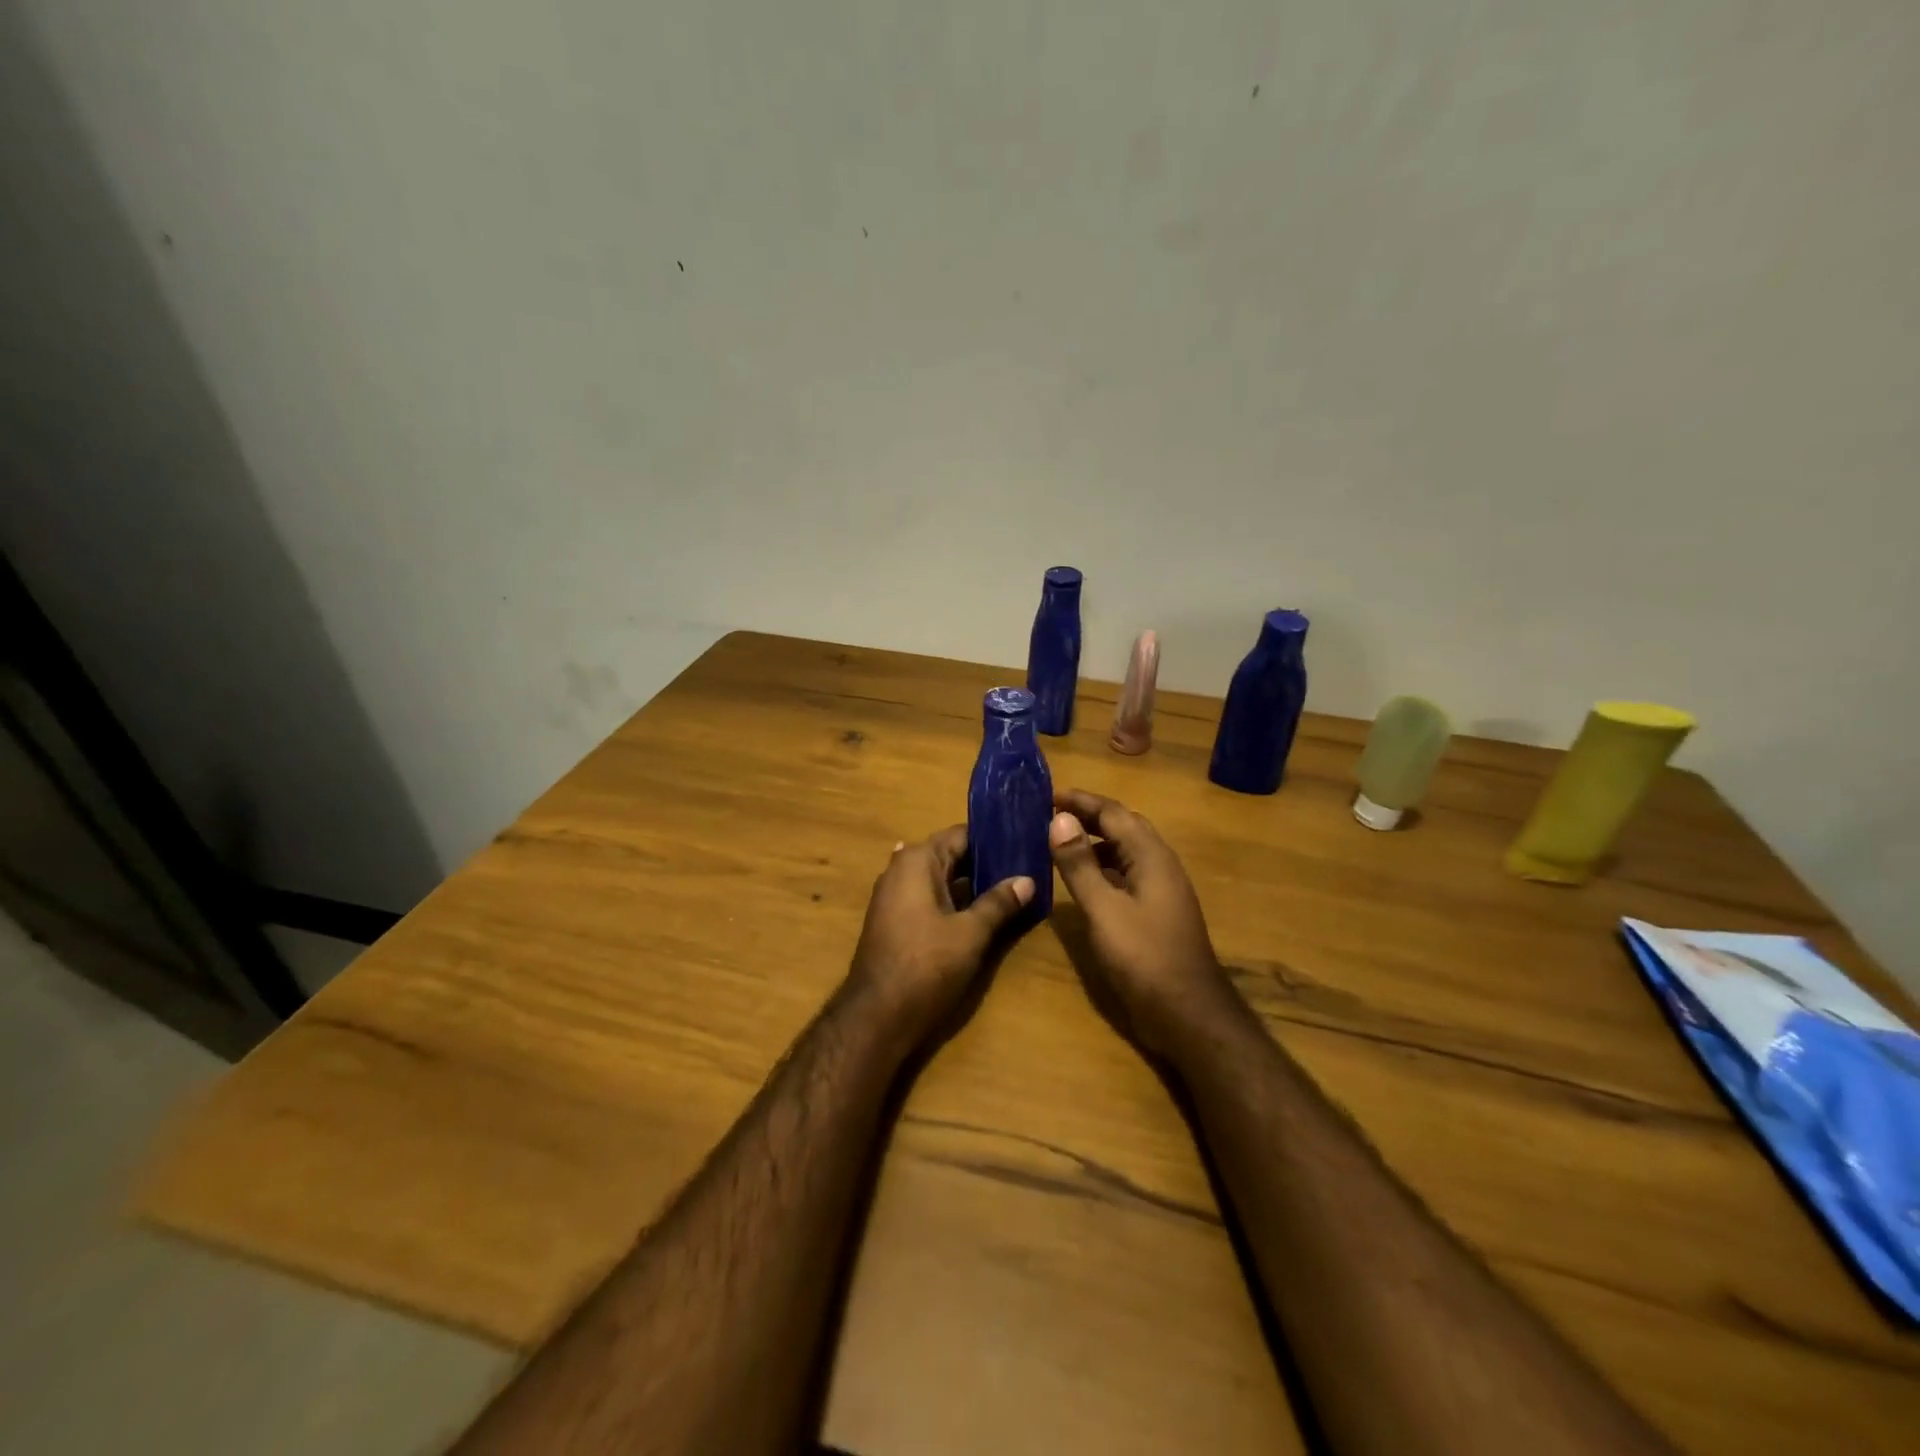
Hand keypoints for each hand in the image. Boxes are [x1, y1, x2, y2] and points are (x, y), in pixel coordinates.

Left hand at [847, 825, 1033, 1045]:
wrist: (877, 1017)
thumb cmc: (926, 966)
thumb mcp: (970, 933)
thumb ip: (999, 902)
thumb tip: (1028, 880)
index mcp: (918, 861)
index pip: (962, 834)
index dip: (995, 838)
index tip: (1026, 840)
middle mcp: (902, 870)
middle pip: (952, 855)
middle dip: (987, 862)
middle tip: (1028, 864)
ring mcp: (896, 896)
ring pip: (943, 879)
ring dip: (973, 884)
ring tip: (1016, 885)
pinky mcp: (897, 921)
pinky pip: (932, 899)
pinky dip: (956, 901)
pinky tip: (984, 908)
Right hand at [1048, 789, 1233, 1054]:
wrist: (1187, 1013)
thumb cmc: (1144, 957)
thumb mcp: (1103, 909)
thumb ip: (1079, 864)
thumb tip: (1059, 819)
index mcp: (1151, 857)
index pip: (1114, 813)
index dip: (1081, 801)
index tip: (1048, 795)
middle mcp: (1160, 865)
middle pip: (1124, 827)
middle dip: (1089, 816)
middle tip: (1051, 814)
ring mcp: (1162, 890)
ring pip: (1127, 851)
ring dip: (1095, 842)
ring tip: (1060, 843)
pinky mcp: (1157, 912)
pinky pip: (1128, 874)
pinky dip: (1103, 867)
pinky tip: (1083, 881)